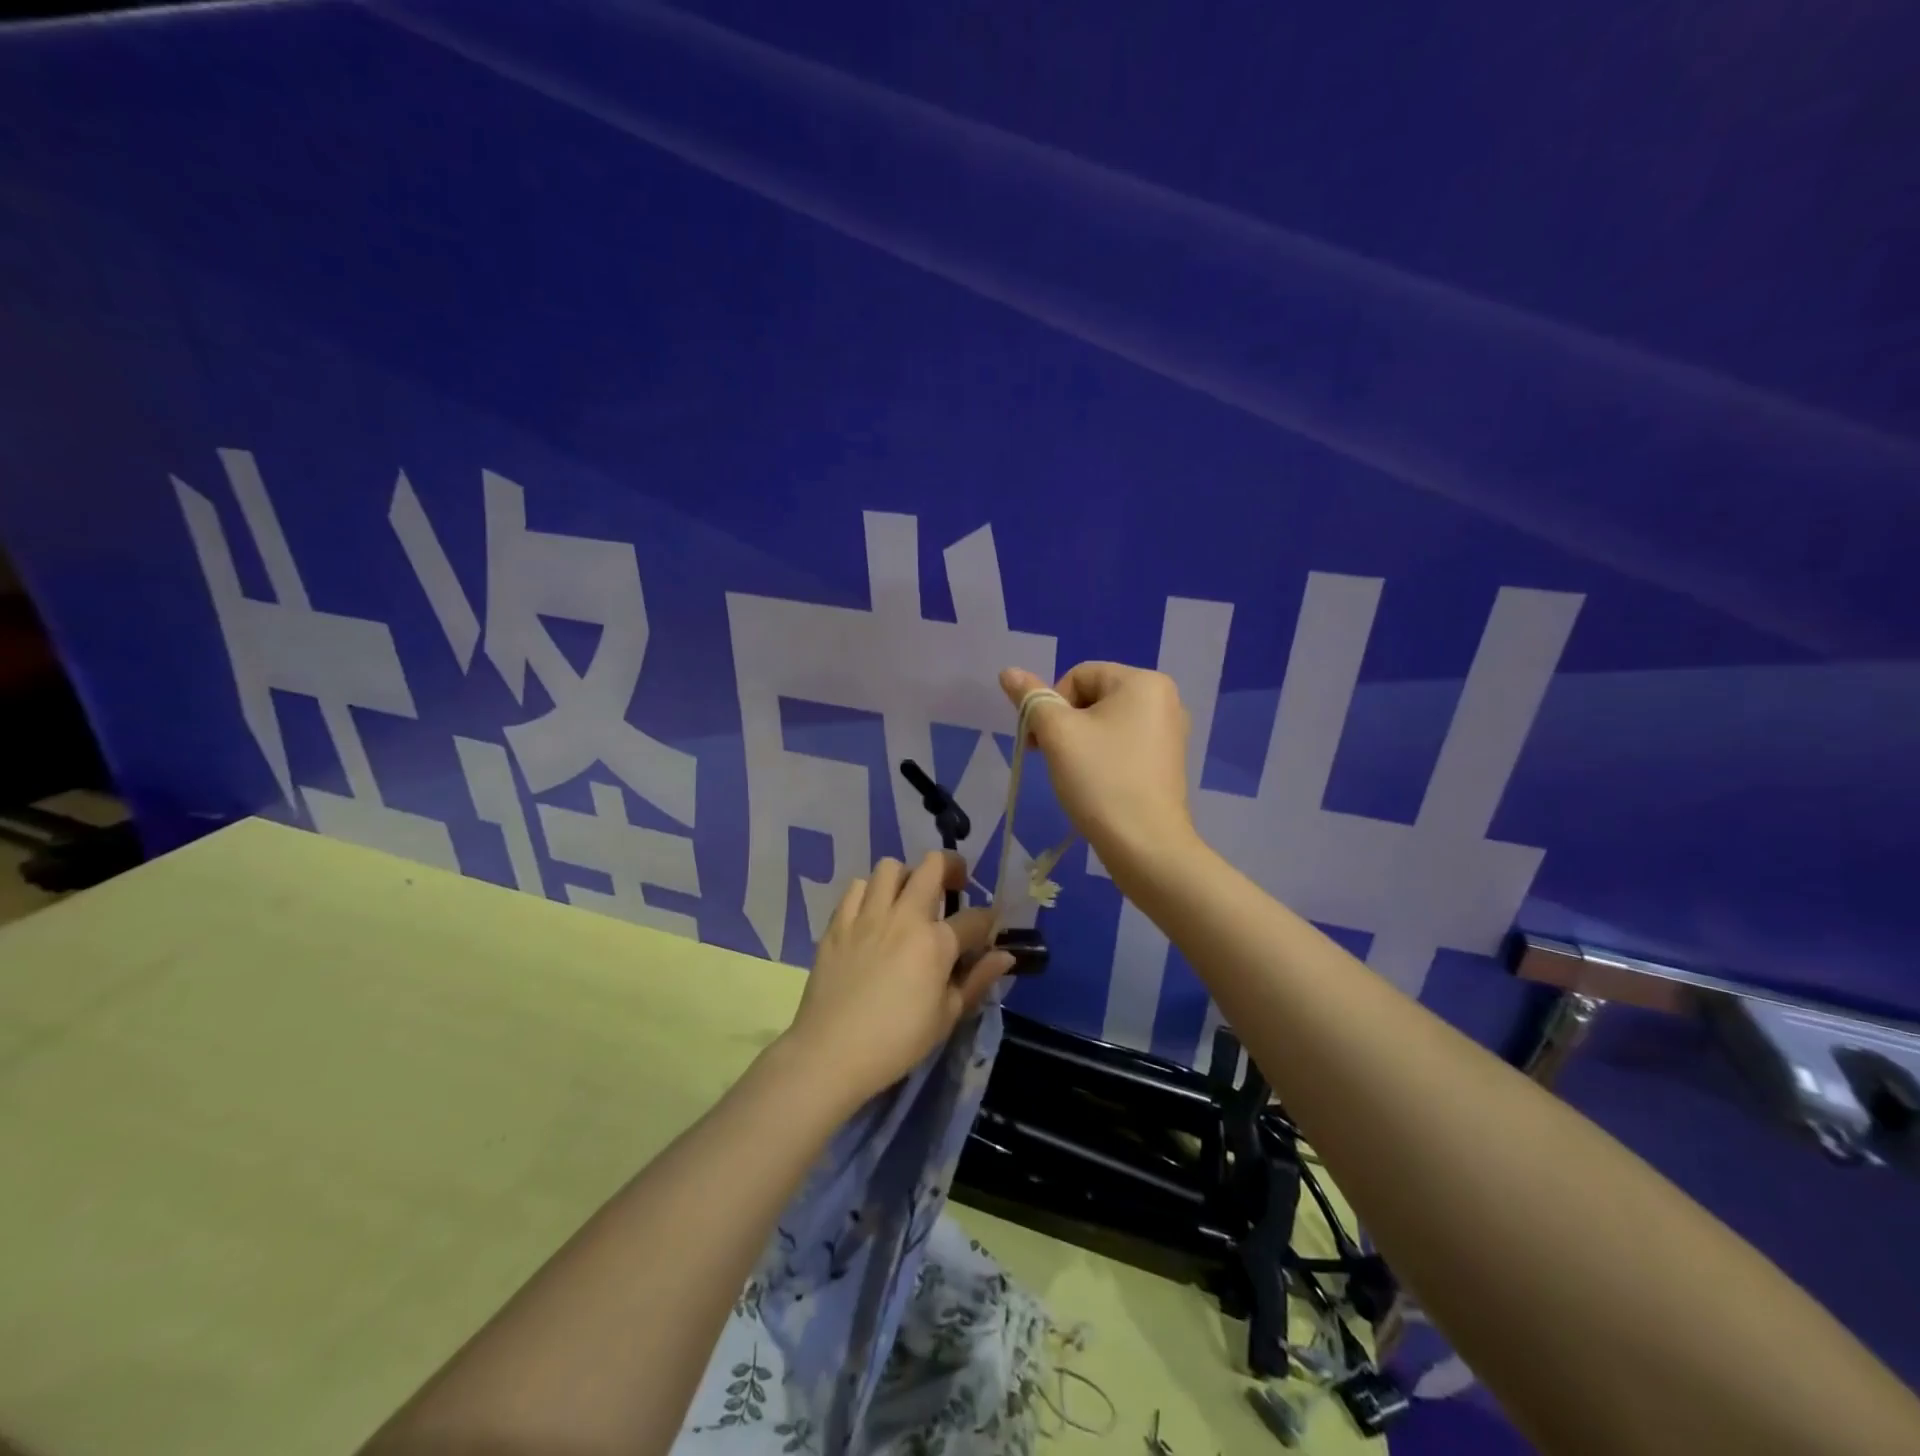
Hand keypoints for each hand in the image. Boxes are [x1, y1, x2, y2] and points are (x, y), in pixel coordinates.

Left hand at [781, 852, 1013, 1107]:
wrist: (831, 1052)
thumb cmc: (897, 1042)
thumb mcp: (946, 1017)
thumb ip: (977, 980)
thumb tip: (1005, 956)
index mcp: (936, 943)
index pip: (975, 918)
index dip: (989, 920)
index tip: (989, 929)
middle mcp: (904, 917)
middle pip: (933, 866)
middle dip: (952, 868)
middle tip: (955, 886)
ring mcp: (867, 916)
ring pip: (890, 867)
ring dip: (907, 876)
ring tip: (908, 898)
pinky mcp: (838, 923)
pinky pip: (856, 887)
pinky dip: (869, 891)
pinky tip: (873, 913)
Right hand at [999, 662, 1195, 863]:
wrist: (1146, 847)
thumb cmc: (1101, 781)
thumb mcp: (1058, 734)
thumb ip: (1031, 698)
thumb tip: (1008, 671)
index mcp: (1144, 682)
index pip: (1078, 675)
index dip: (1051, 705)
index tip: (1040, 742)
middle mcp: (1164, 699)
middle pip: (1093, 697)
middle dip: (1064, 725)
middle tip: (1051, 759)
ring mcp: (1170, 732)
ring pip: (1106, 723)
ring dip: (1079, 742)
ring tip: (1073, 775)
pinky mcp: (1167, 762)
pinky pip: (1123, 744)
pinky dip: (1102, 758)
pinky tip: (1095, 785)